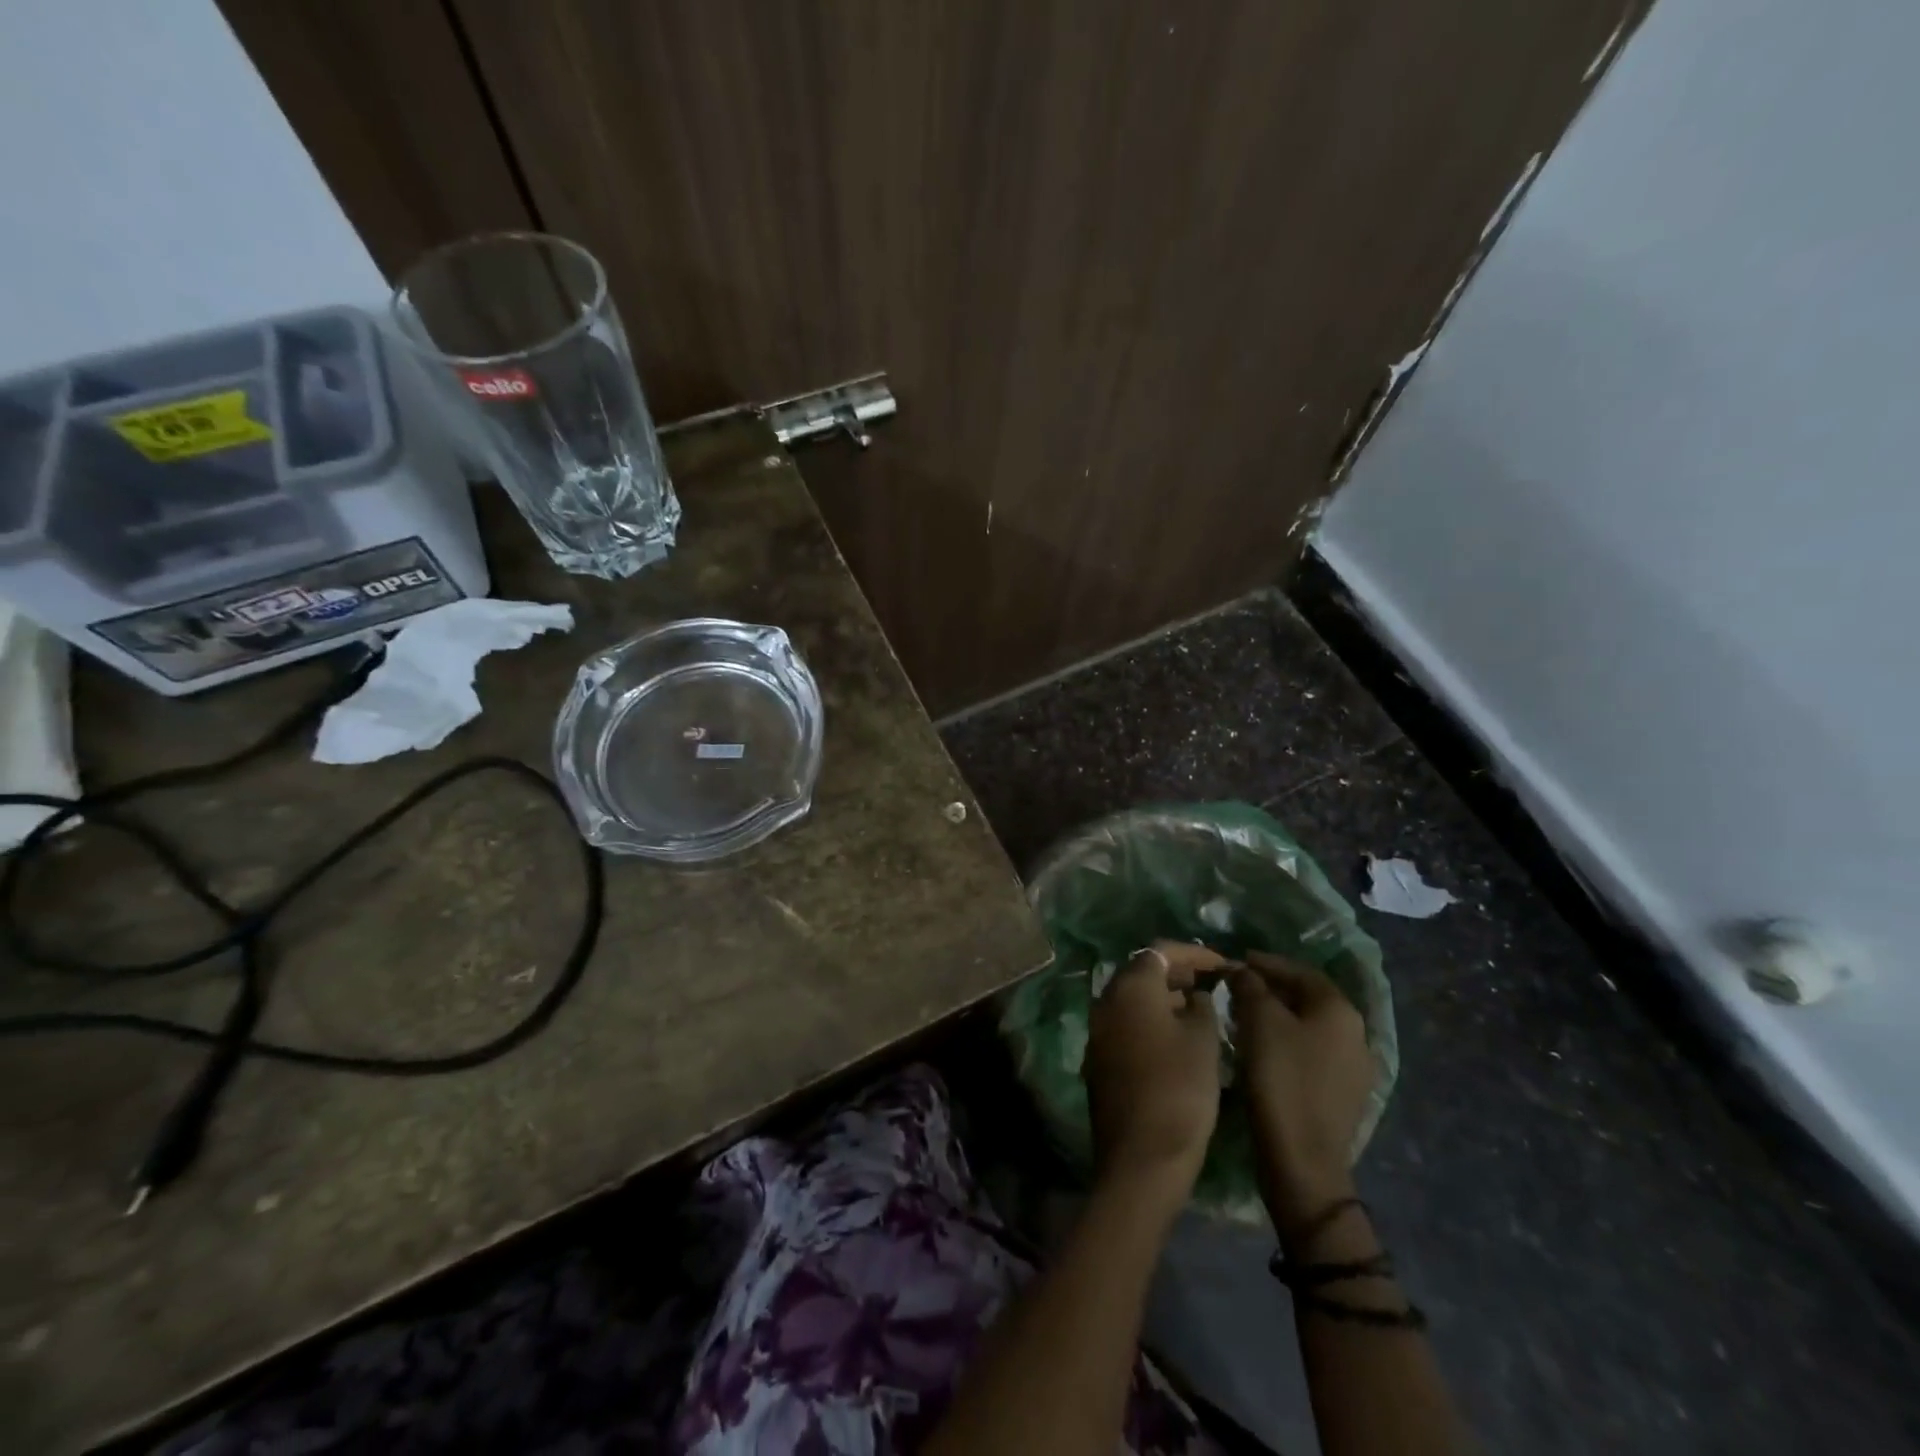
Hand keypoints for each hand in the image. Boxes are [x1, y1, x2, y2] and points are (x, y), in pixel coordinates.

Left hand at [1085, 941, 1223, 1204]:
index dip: (1194, 953)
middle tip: (1209, 982)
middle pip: (1141, 971)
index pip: (1160, 951)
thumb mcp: (1203, 1041)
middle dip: (1176, 972)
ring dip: (1162, 996)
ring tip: (1198, 1008)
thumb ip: (1201, 1007)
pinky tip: (1175, 1037)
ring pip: (1132, 998)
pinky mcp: (1099, 1057)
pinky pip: (1126, 1022)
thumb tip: (1194, 996)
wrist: (1141, 1156)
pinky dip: (1150, 1018)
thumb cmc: (1179, 1090)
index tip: (1221, 965)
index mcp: (1130, 987)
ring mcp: (1098, 1029)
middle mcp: (1106, 1000)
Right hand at [1230, 951, 1375, 1236]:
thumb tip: (1243, 971)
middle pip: (1308, 998)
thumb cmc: (1281, 1079)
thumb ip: (1250, 986)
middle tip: (1237, 987)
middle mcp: (1356, 1034)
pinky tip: (1262, 1048)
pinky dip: (1287, 1041)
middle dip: (1271, 988)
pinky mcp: (1343, 1094)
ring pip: (1309, 1026)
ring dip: (1278, 1015)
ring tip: (1243, 1015)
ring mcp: (1353, 1068)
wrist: (1303, 1160)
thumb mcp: (1258, 1021)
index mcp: (1341, 1011)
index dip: (1266, 962)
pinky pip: (1312, 1052)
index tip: (1236, 960)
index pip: (1300, 971)